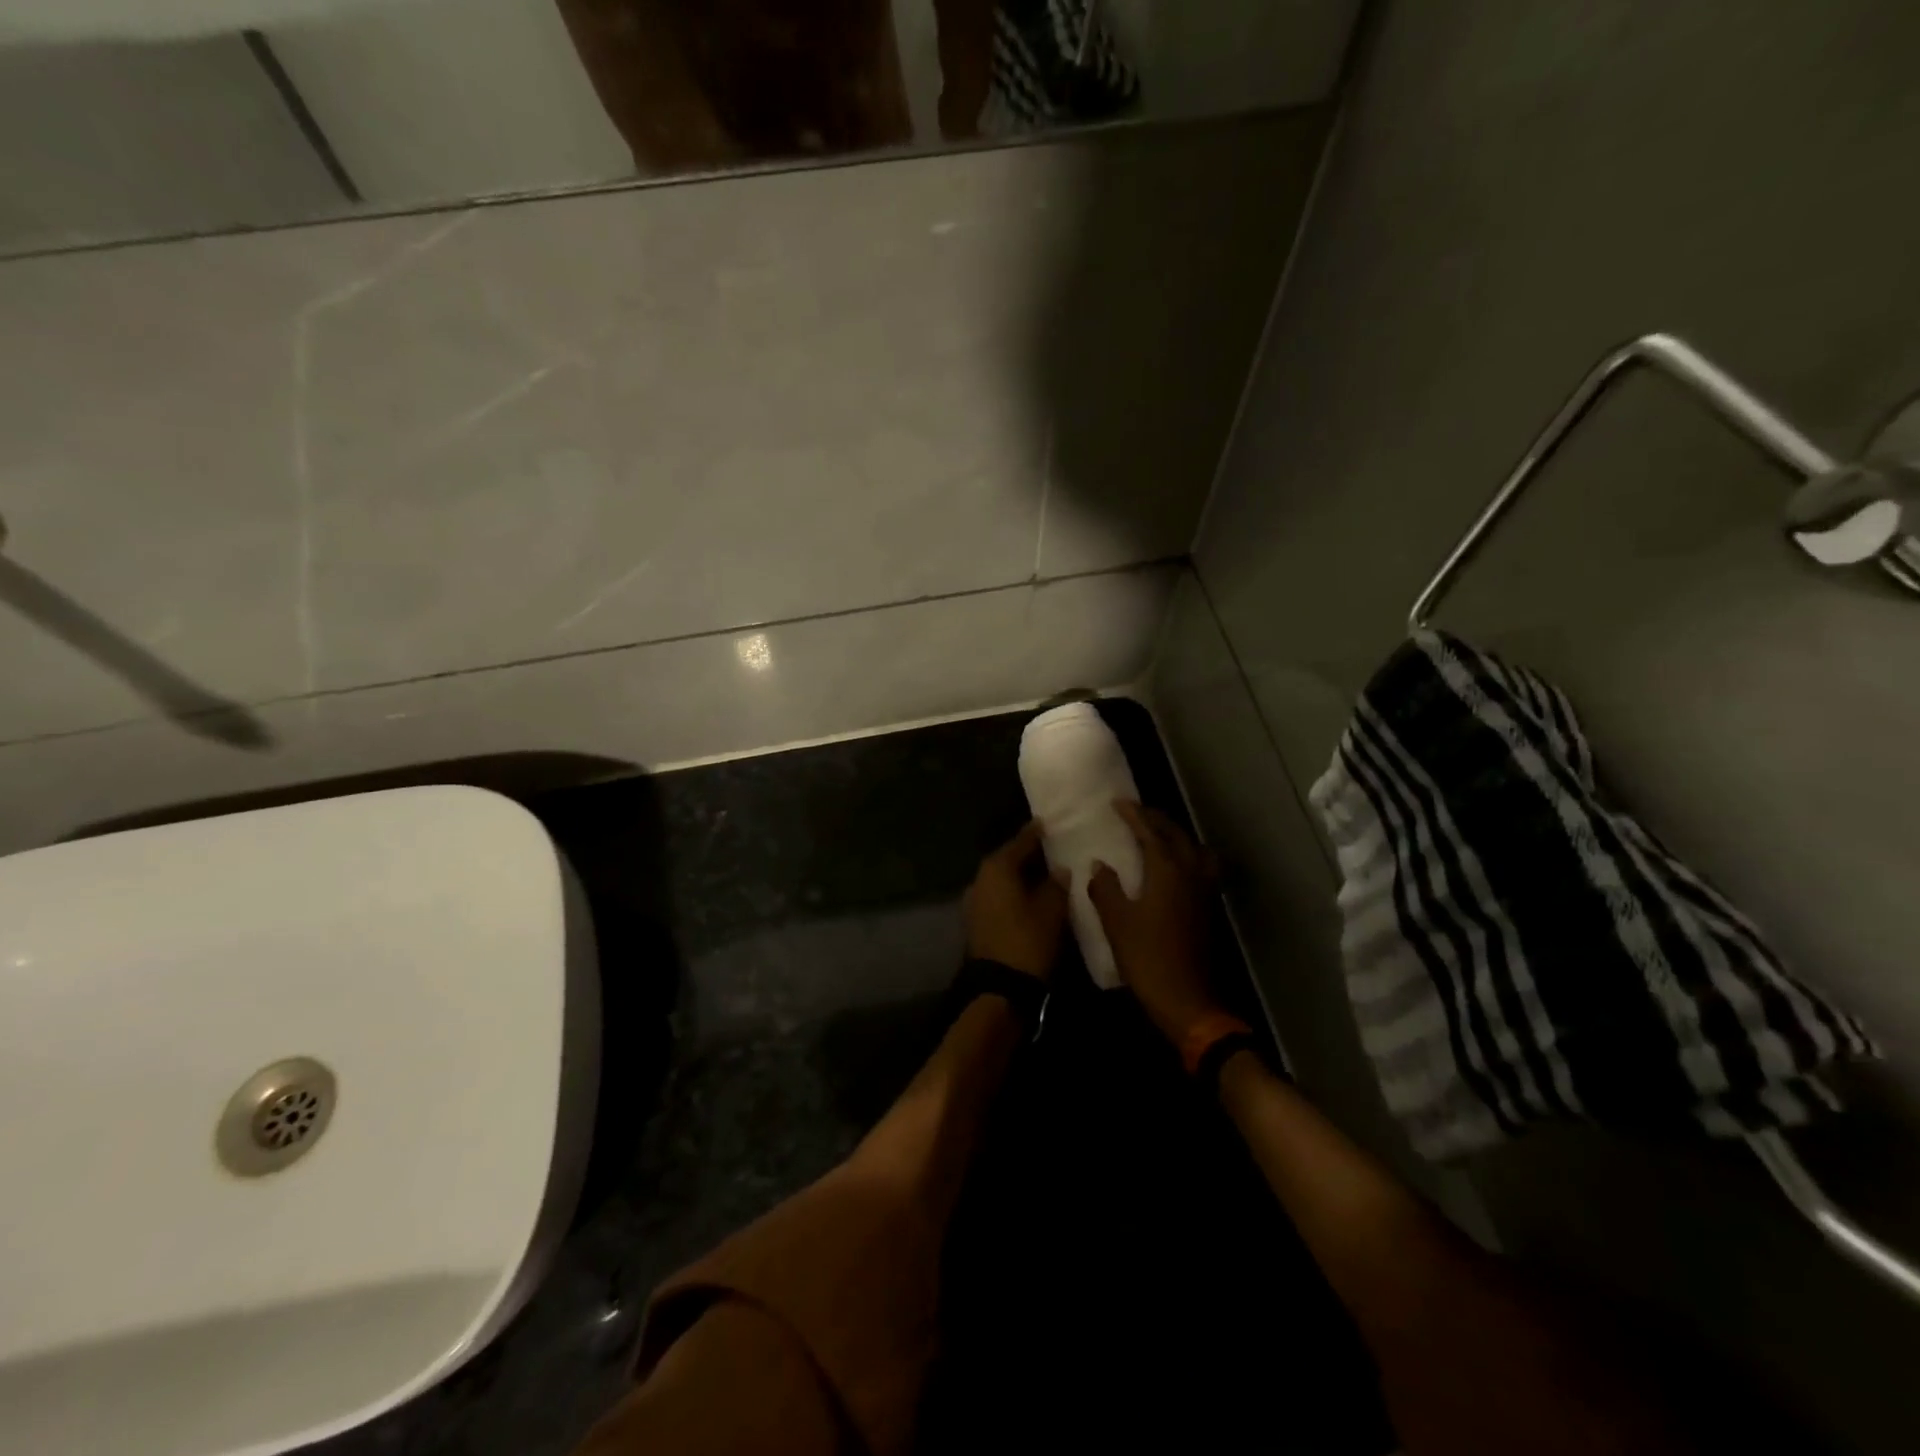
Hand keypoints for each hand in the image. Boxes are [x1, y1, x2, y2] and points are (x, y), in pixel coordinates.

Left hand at [964, 820, 1068, 980]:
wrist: (999, 988)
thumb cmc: (1027, 941)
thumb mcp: (1051, 911)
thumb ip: (1056, 885)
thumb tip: (1060, 869)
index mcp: (996, 869)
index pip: (1020, 842)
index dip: (1035, 833)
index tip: (1047, 822)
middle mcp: (980, 879)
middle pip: (1006, 859)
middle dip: (1027, 854)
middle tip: (1050, 847)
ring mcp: (974, 901)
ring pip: (1001, 879)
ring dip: (1019, 875)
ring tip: (1044, 872)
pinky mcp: (976, 921)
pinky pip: (997, 896)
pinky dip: (1013, 892)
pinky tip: (1030, 896)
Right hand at [1088, 801, 1220, 1042]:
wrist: (1186, 999)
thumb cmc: (1147, 957)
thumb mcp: (1116, 922)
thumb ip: (1106, 888)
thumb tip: (1099, 865)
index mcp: (1167, 871)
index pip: (1150, 832)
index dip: (1134, 815)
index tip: (1118, 803)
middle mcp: (1191, 873)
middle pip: (1177, 835)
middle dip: (1156, 820)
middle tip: (1135, 813)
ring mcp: (1204, 891)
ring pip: (1195, 849)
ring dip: (1177, 836)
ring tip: (1158, 837)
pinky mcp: (1207, 908)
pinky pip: (1201, 867)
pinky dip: (1188, 856)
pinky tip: (1173, 868)